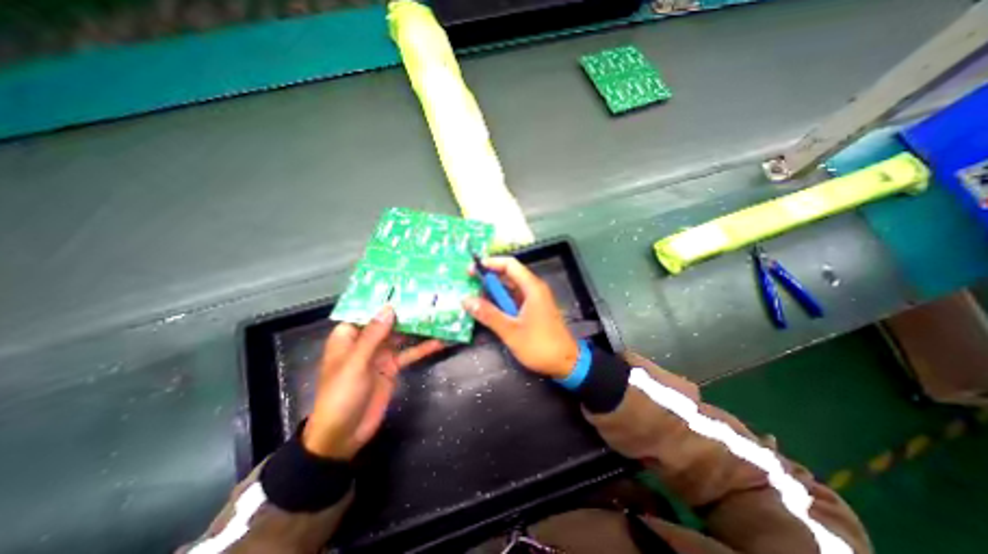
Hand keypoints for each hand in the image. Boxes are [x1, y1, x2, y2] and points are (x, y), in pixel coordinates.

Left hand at [300, 306, 440, 461]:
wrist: (344, 435)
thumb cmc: (341, 395)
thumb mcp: (355, 363)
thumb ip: (373, 336)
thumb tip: (389, 307)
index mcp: (350, 335)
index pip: (367, 309)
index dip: (385, 296)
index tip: (405, 283)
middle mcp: (367, 340)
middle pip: (389, 320)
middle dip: (408, 309)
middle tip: (430, 295)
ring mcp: (382, 353)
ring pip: (403, 335)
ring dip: (420, 327)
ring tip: (441, 313)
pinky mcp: (394, 366)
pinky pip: (411, 353)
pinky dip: (425, 347)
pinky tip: (442, 341)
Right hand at [464, 256, 579, 379]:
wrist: (565, 363)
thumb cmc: (540, 345)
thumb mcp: (511, 331)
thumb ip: (488, 314)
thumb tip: (466, 300)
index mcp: (532, 288)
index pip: (509, 264)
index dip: (490, 263)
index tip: (471, 270)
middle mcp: (534, 289)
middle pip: (509, 274)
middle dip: (488, 277)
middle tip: (468, 285)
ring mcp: (534, 299)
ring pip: (510, 287)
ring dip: (493, 291)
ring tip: (474, 297)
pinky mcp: (533, 309)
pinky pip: (514, 299)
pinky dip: (501, 301)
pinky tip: (488, 309)